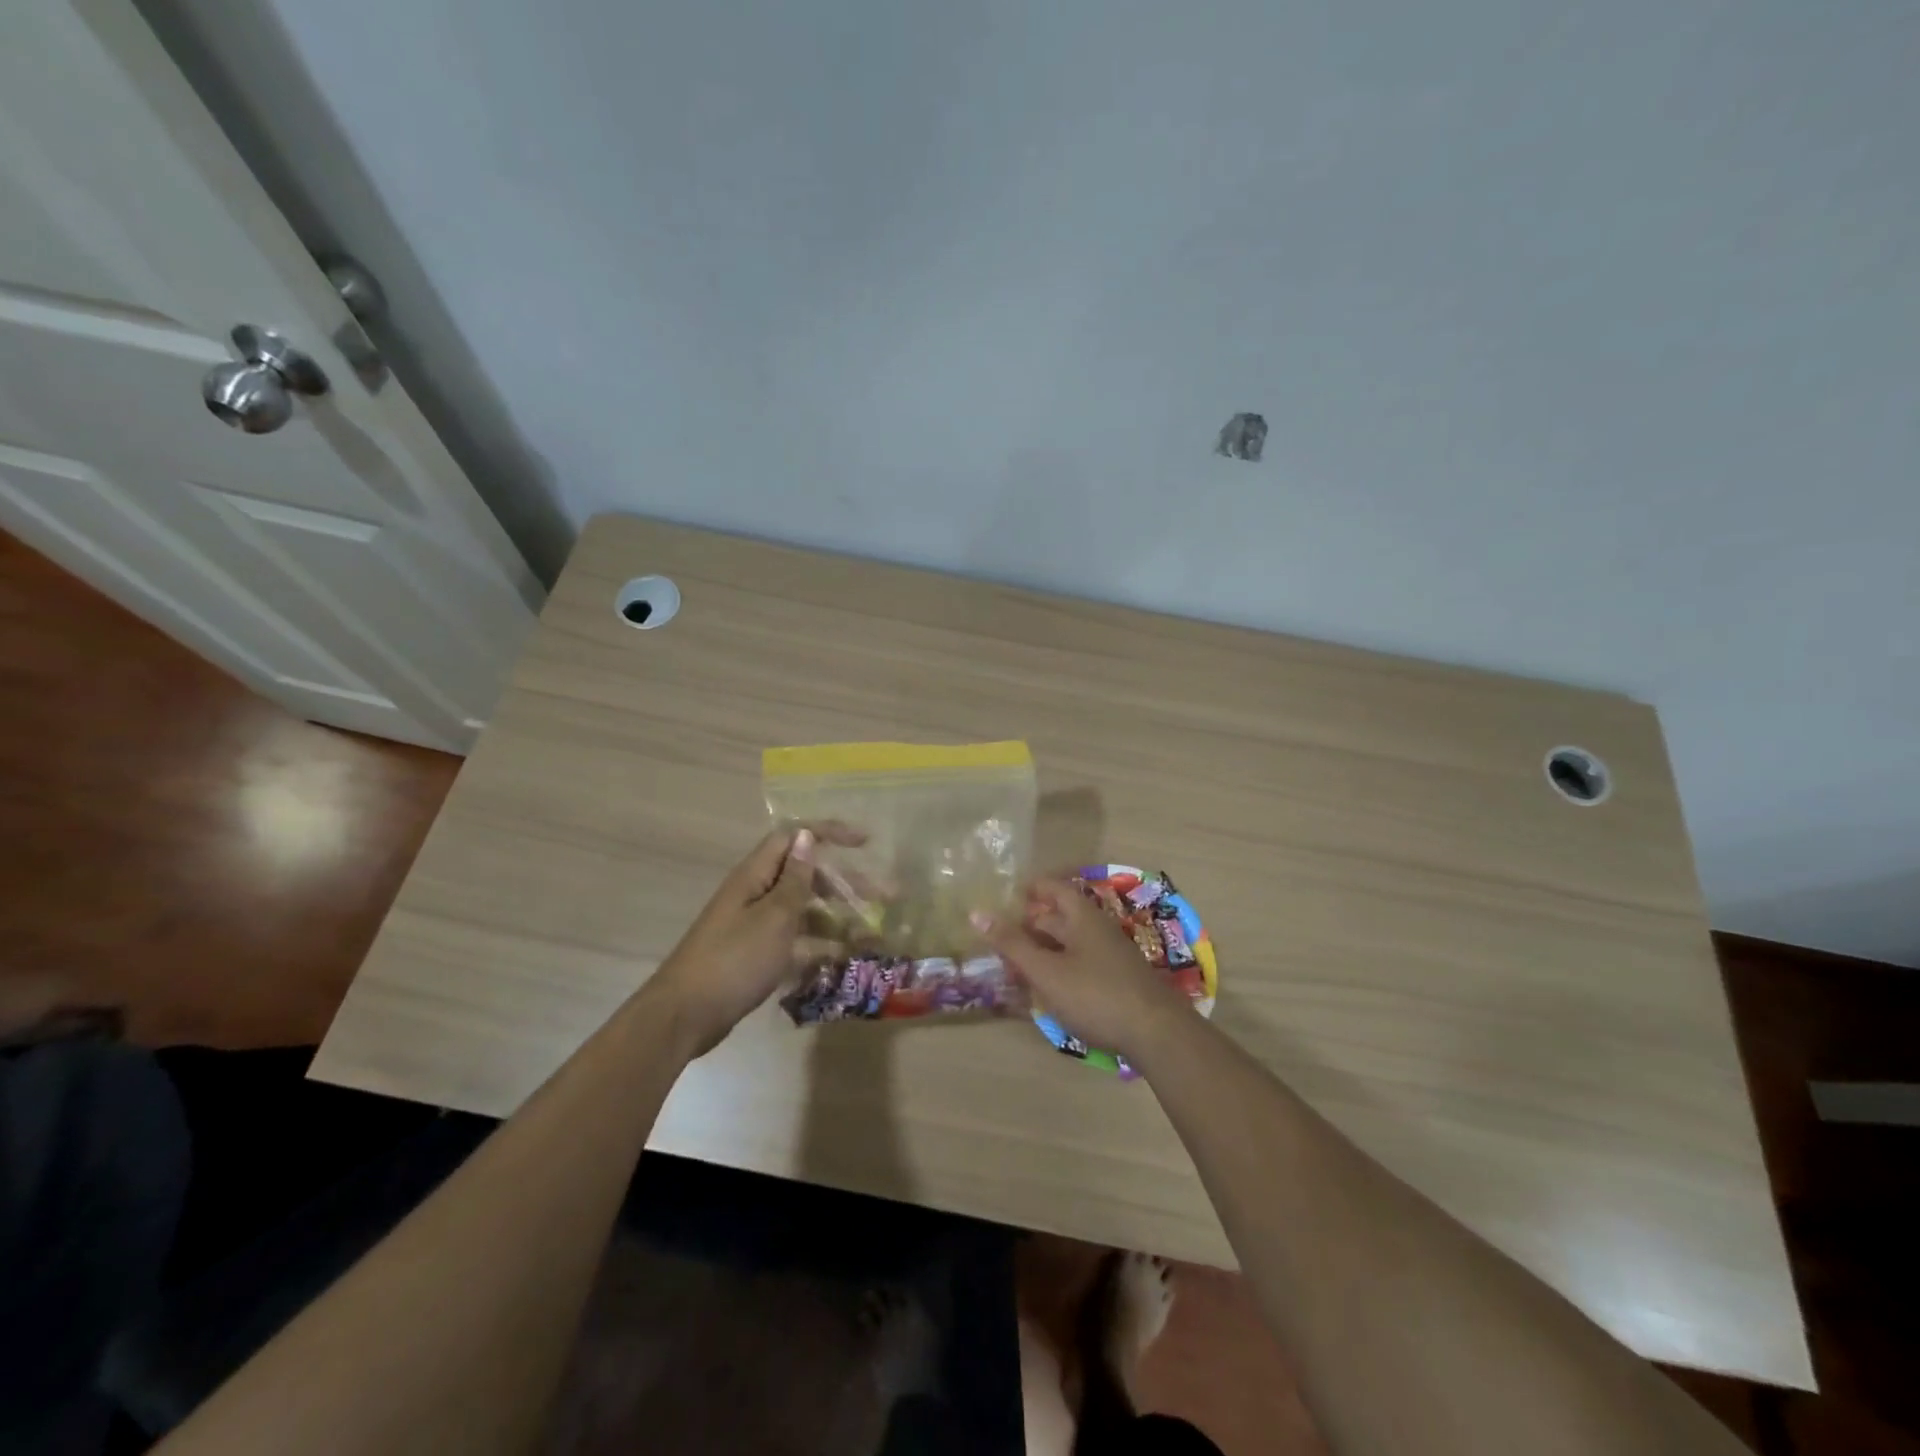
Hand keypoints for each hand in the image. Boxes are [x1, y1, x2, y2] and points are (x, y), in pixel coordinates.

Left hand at [646, 822, 864, 1054]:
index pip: (793, 838)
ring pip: (803, 912)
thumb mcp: (774, 918)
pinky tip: (843, 961)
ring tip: (870, 937)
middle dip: (845, 884)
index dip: (829, 834)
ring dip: (837, 920)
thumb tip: (806, 836)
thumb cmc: (734, 960)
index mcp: (755, 876)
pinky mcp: (755, 955)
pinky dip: (818, 947)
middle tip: (883, 898)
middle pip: (805, 876)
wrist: (685, 1016)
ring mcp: (754, 926)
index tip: (865, 843)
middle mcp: (755, 894)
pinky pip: (794, 942)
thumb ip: (794, 879)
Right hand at [976, 878, 1196, 1062]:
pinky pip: (1080, 963)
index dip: (1031, 888)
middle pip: (1060, 916)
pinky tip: (1046, 988)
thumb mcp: (1047, 970)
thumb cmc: (1096, 994)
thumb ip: (1012, 944)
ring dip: (1044, 948)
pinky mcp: (1117, 981)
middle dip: (1031, 923)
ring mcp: (1110, 956)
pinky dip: (1059, 967)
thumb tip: (977, 912)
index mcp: (1083, 917)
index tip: (1006, 894)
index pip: (1054, 888)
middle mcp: (1098, 929)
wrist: (1157, 1033)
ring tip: (1016, 962)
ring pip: (1070, 942)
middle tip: (1001, 935)